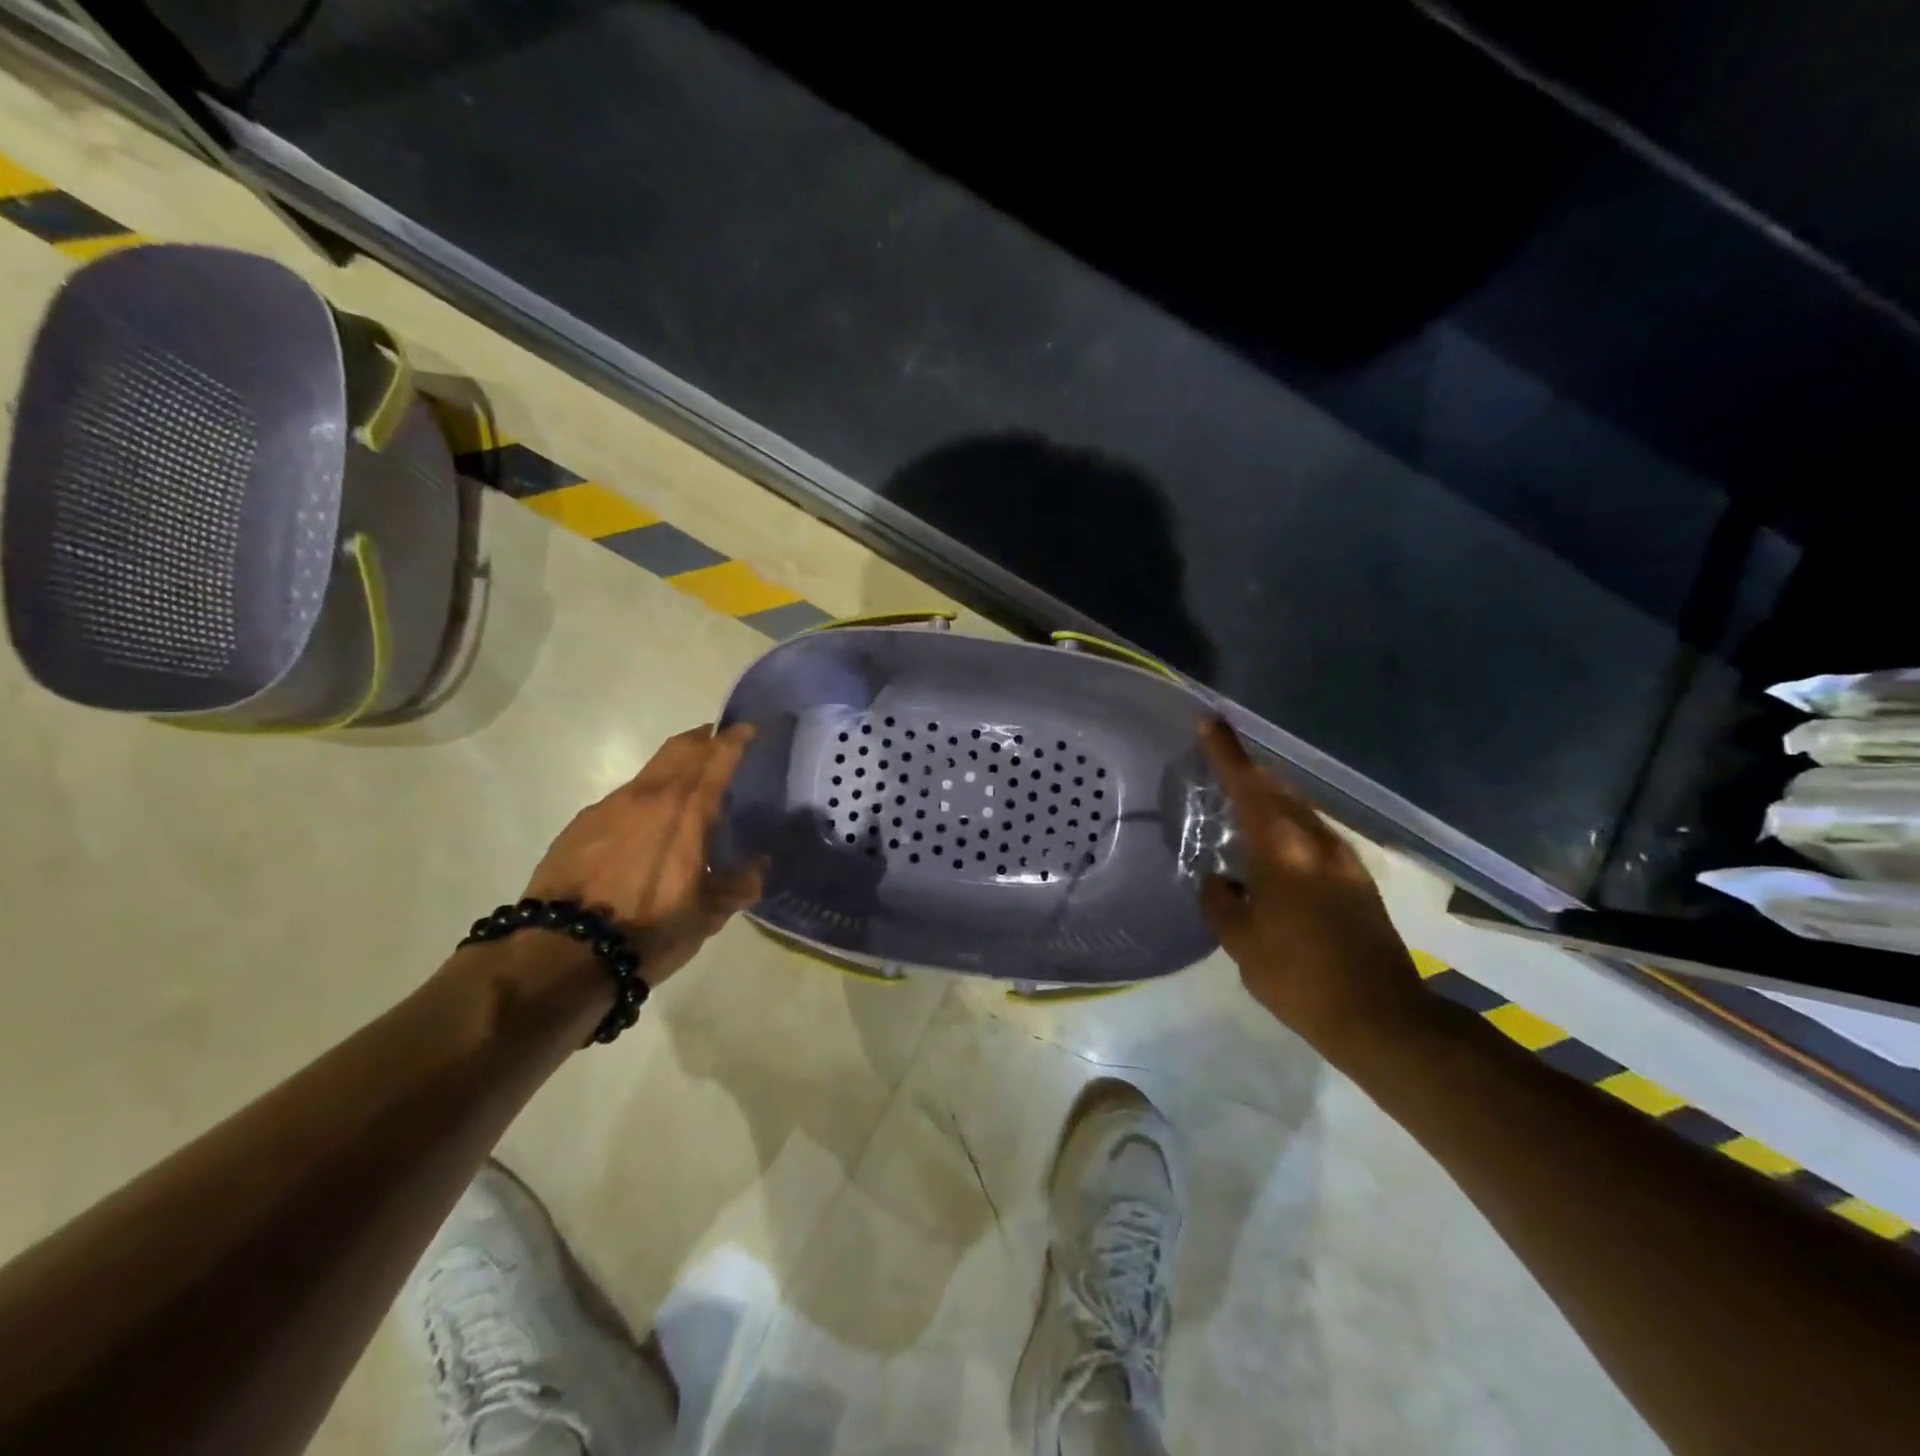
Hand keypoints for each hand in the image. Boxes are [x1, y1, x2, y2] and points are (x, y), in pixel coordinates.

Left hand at [523, 724, 763, 986]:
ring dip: (673, 769)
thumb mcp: (707, 915)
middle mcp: (649, 796)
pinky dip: (645, 799)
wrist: (561, 952)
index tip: (748, 728)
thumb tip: (758, 865)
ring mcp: (609, 807)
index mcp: (687, 811)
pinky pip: (623, 799)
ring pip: (650, 772)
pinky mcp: (580, 825)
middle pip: (679, 749)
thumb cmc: (648, 930)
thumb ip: (739, 884)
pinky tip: (646, 828)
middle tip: (719, 741)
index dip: (735, 739)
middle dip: (703, 739)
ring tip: (686, 790)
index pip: (716, 758)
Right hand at [1197, 719, 1427, 1058]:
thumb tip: (1219, 881)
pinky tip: (1272, 851)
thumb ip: (1221, 902)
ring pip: (1299, 812)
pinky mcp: (1357, 881)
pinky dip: (1287, 827)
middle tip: (1218, 762)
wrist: (1381, 1018)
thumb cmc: (1298, 976)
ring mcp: (1343, 860)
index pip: (1248, 786)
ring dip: (1270, 800)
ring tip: (1240, 805)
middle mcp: (1317, 842)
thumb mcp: (1241, 941)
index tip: (1208, 720)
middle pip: (1280, 790)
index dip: (1226, 752)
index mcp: (1283, 850)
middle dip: (1249, 771)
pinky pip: (1312, 835)